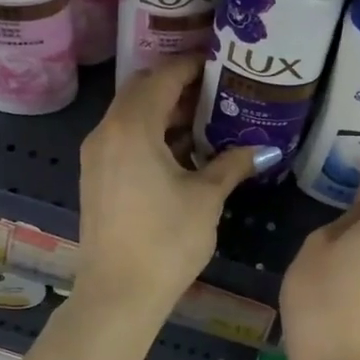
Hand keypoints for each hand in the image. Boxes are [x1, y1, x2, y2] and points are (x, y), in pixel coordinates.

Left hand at [72, 57, 267, 315]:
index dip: (191, 67)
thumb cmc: (166, 240)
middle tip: (215, 91)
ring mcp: (96, 155)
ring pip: (130, 116)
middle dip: (177, 87)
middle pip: (141, 92)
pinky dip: (150, 134)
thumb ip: (232, 164)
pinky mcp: (96, 177)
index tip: (219, 65)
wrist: (118, 293)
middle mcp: (106, 132)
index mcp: (131, 127)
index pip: (162, 78)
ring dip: (163, 112)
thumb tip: (263, 149)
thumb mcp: (206, 198)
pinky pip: (123, 138)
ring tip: (205, 120)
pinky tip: (182, 152)